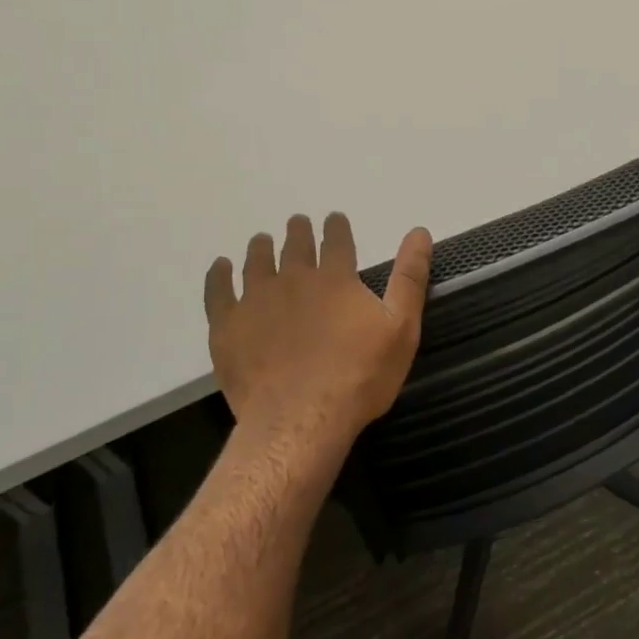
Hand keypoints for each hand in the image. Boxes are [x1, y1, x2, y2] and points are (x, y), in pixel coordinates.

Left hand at [204, 213, 431, 452]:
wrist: (301, 420)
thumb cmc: (359, 376)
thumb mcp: (401, 328)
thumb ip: (410, 278)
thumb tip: (419, 232)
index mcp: (335, 278)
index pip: (336, 240)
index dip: (336, 226)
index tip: (333, 218)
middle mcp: (293, 279)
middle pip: (294, 245)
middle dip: (298, 232)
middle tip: (296, 223)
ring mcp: (256, 301)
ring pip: (256, 262)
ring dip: (261, 247)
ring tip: (261, 241)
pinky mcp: (228, 326)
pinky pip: (218, 291)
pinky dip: (219, 276)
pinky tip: (221, 268)